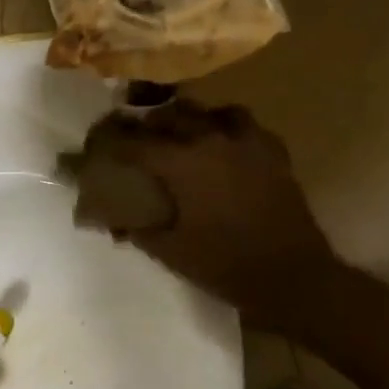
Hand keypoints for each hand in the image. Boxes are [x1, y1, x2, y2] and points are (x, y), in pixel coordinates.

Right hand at [75, 101, 352, 322]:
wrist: (293, 276)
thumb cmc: (225, 265)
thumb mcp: (170, 252)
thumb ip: (137, 229)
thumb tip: (113, 220)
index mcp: (182, 163)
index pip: (134, 142)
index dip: (111, 141)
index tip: (96, 144)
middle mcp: (211, 140)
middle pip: (169, 116)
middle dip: (146, 124)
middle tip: (134, 138)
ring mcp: (246, 141)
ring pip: (208, 112)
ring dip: (187, 119)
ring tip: (178, 134)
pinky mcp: (272, 150)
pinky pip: (242, 124)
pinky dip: (224, 127)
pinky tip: (220, 145)